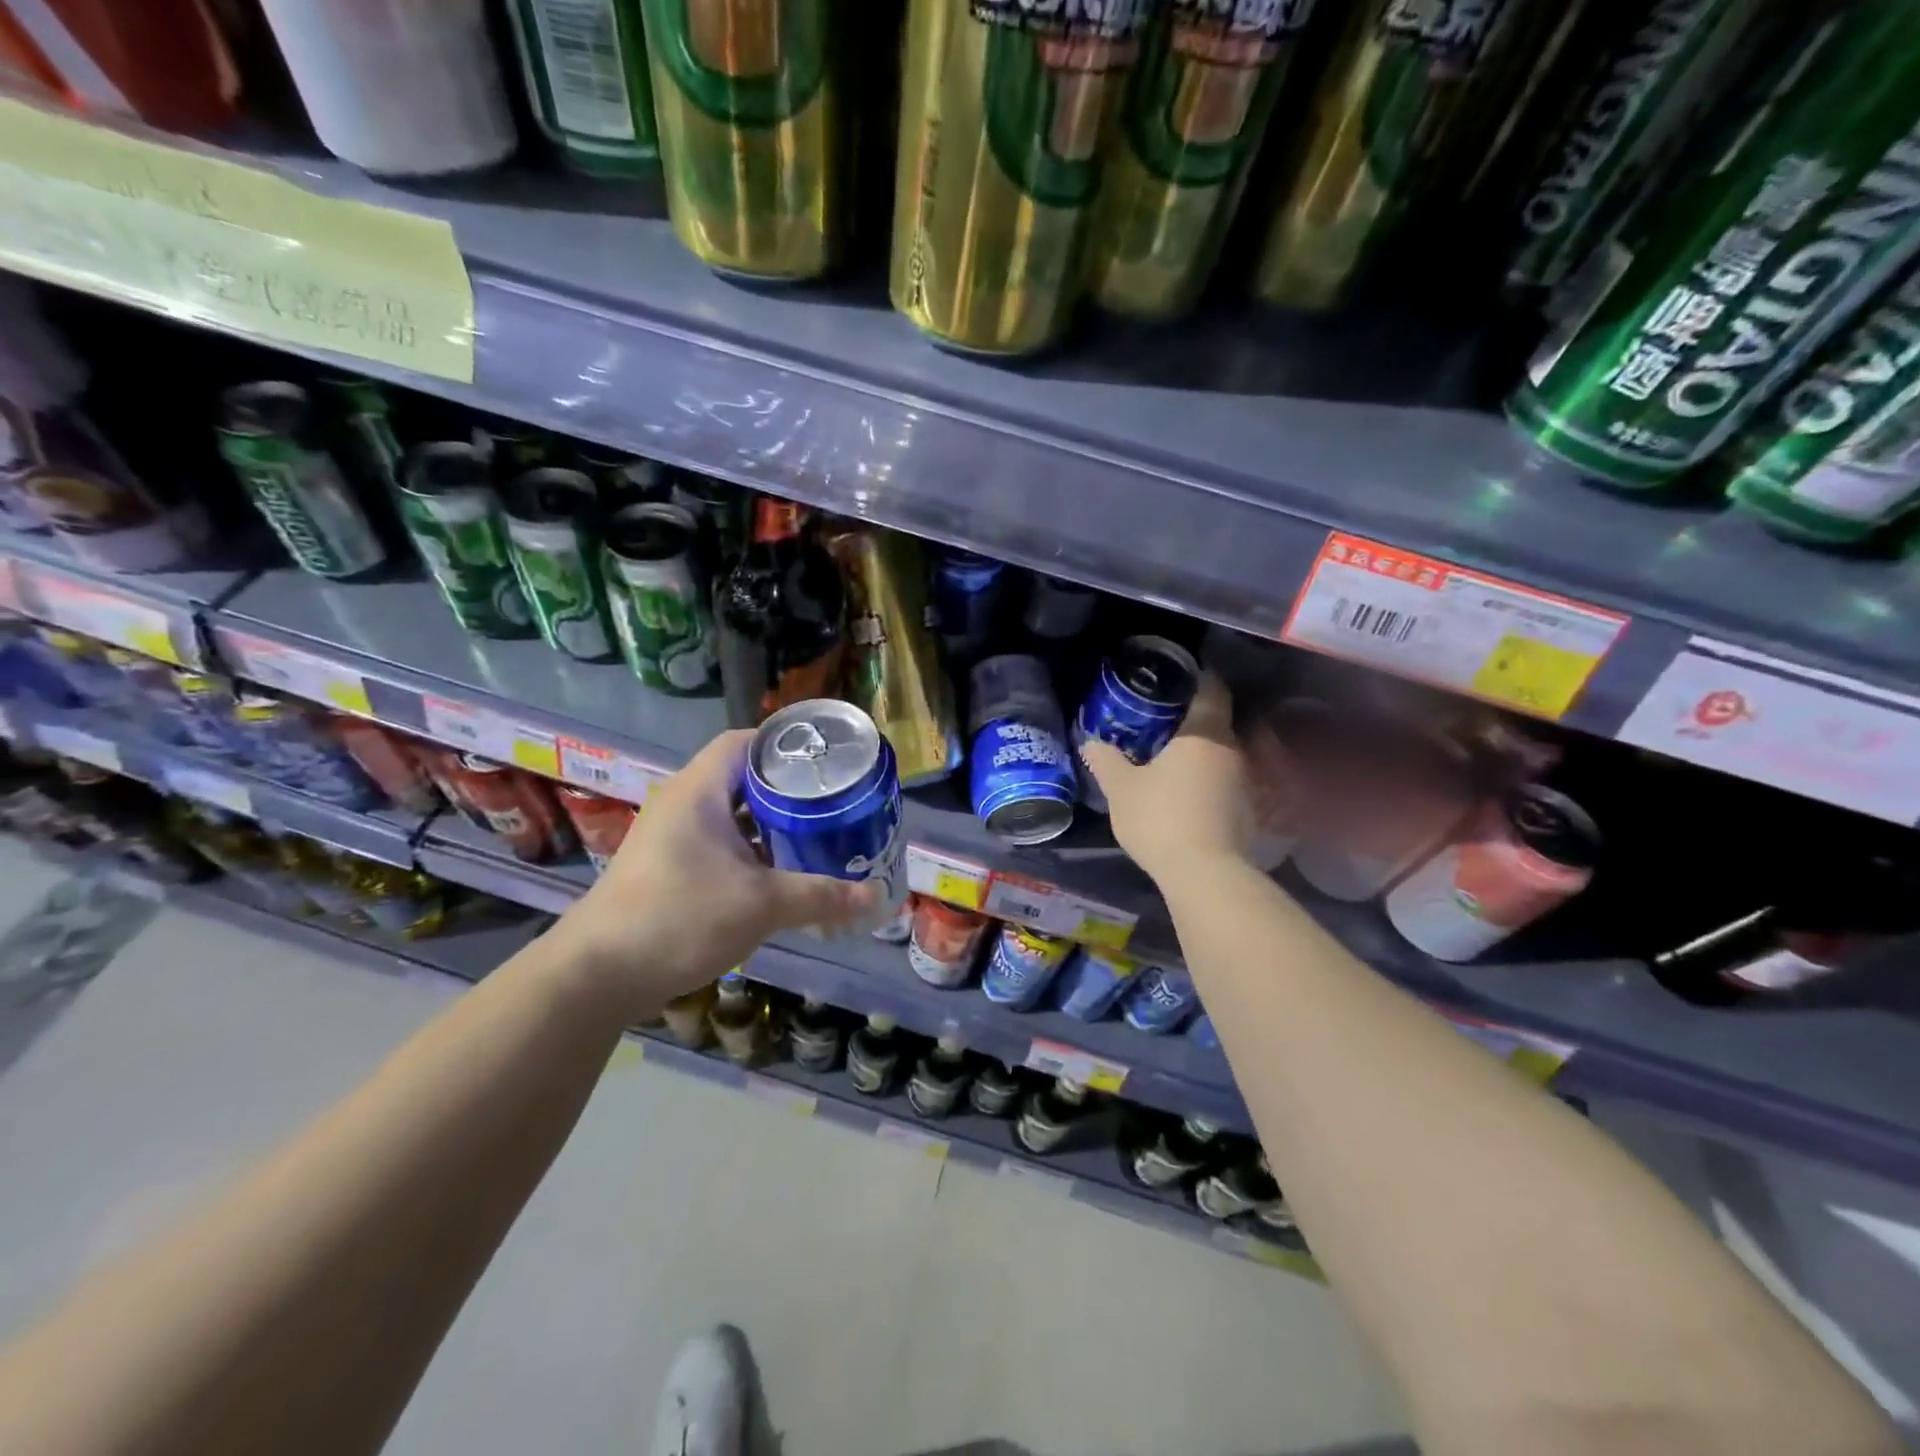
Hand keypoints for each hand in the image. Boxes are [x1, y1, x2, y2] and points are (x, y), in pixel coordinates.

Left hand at [555, 730, 878, 1013]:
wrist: (596, 975)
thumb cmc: (679, 918)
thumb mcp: (760, 905)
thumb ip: (820, 896)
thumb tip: (876, 896)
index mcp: (699, 792)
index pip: (744, 743)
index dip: (784, 745)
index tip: (825, 762)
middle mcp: (682, 804)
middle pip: (741, 778)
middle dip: (787, 789)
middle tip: (832, 802)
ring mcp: (671, 838)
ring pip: (731, 815)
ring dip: (769, 824)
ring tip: (815, 834)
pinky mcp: (667, 868)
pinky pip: (718, 844)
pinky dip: (750, 850)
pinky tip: (778, 873)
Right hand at [1080, 671, 1252, 886]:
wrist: (1205, 874)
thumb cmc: (1160, 818)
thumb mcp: (1122, 789)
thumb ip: (1107, 761)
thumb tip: (1091, 742)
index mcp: (1204, 733)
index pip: (1212, 690)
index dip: (1198, 678)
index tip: (1178, 676)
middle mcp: (1232, 750)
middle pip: (1217, 721)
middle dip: (1193, 717)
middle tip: (1162, 718)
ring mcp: (1244, 781)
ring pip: (1222, 752)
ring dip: (1200, 751)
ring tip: (1171, 755)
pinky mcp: (1247, 809)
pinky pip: (1225, 779)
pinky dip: (1208, 777)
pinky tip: (1186, 789)